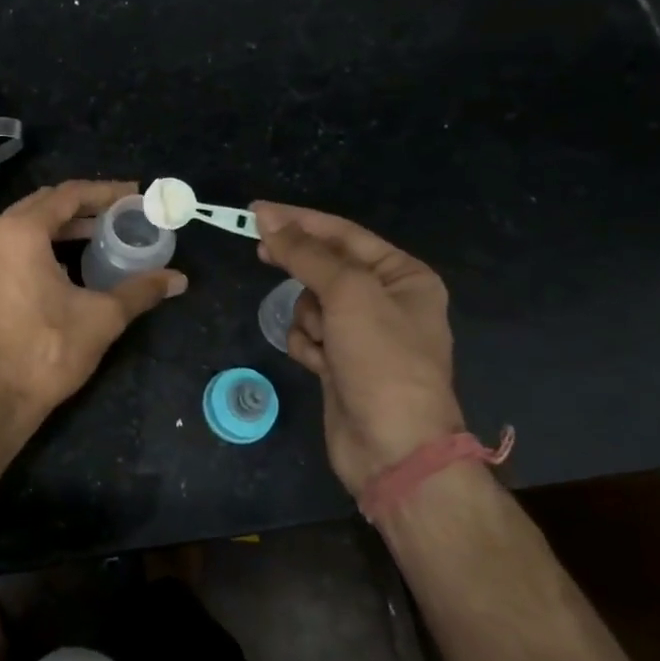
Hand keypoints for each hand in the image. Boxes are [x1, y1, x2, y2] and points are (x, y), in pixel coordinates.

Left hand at [0, 180, 186, 430]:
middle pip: (40, 205)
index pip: (68, 195)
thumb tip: (178, 279)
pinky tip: (53, 269)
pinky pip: (1, 250)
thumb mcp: (101, 318)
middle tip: (115, 214)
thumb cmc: (46, 353)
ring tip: (90, 238)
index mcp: (19, 232)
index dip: (105, 192)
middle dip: (80, 207)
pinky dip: (29, 249)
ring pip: (17, 228)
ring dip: (55, 228)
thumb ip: (140, 290)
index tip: (133, 195)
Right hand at [253, 202, 462, 499]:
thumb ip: (306, 254)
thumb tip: (268, 220)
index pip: (342, 234)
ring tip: (322, 340)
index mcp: (403, 277)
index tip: (256, 211)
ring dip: (307, 317)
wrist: (394, 449)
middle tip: (258, 250)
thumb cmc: (381, 360)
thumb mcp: (348, 294)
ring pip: (312, 303)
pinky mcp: (341, 363)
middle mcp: (386, 301)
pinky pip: (309, 335)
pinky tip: (317, 363)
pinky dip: (306, 345)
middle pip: (326, 266)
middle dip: (298, 265)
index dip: (298, 220)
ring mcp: (362, 335)